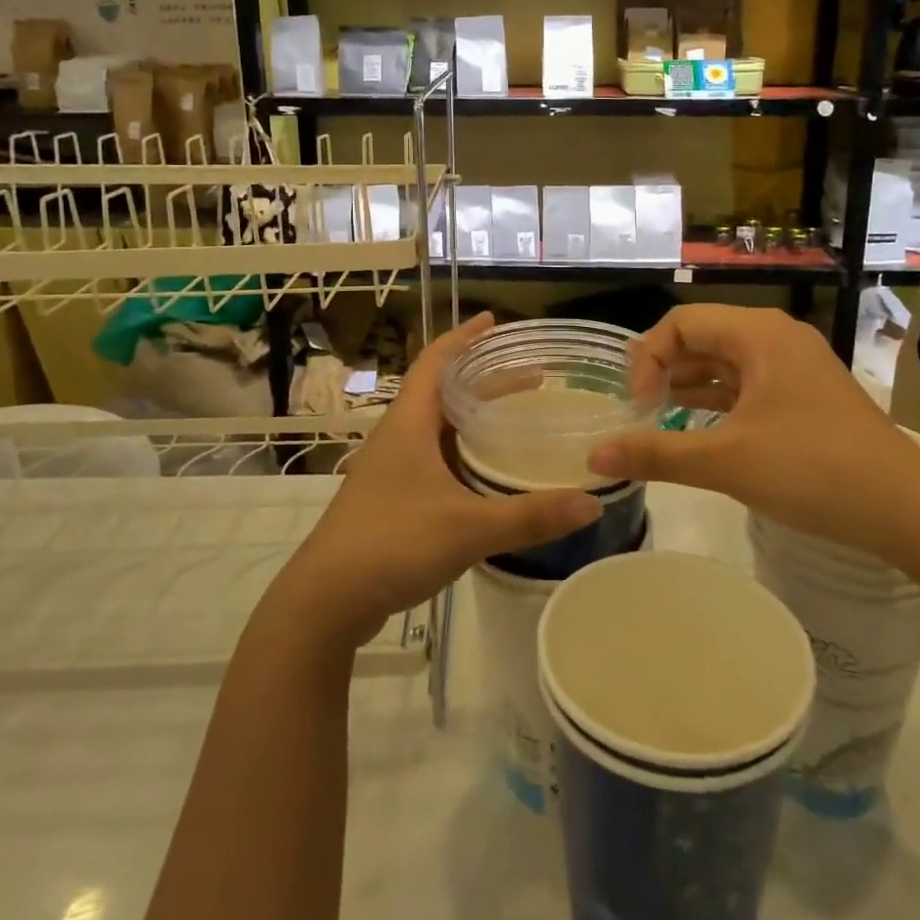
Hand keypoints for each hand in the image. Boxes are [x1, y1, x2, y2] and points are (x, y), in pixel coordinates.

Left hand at [278, 313, 601, 648]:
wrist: (327, 599)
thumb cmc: (392, 543)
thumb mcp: (468, 528)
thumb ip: (530, 516)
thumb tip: (593, 502)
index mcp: (409, 423)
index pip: (436, 361)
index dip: (464, 337)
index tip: (494, 320)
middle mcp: (398, 436)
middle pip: (443, 391)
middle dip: (485, 379)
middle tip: (532, 377)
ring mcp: (390, 468)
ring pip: (437, 426)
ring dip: (473, 416)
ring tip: (515, 418)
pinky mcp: (390, 496)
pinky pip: (433, 456)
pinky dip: (462, 449)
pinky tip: (486, 472)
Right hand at [586, 306, 919, 558]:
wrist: (908, 509)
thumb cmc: (813, 470)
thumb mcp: (727, 461)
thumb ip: (656, 453)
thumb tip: (594, 458)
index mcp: (758, 334)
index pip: (682, 323)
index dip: (649, 358)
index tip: (638, 405)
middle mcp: (776, 337)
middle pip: (703, 337)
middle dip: (665, 369)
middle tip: (640, 410)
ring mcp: (795, 366)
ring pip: (726, 362)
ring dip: (690, 385)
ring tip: (658, 418)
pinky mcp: (806, 395)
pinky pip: (748, 384)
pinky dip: (719, 400)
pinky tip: (699, 428)